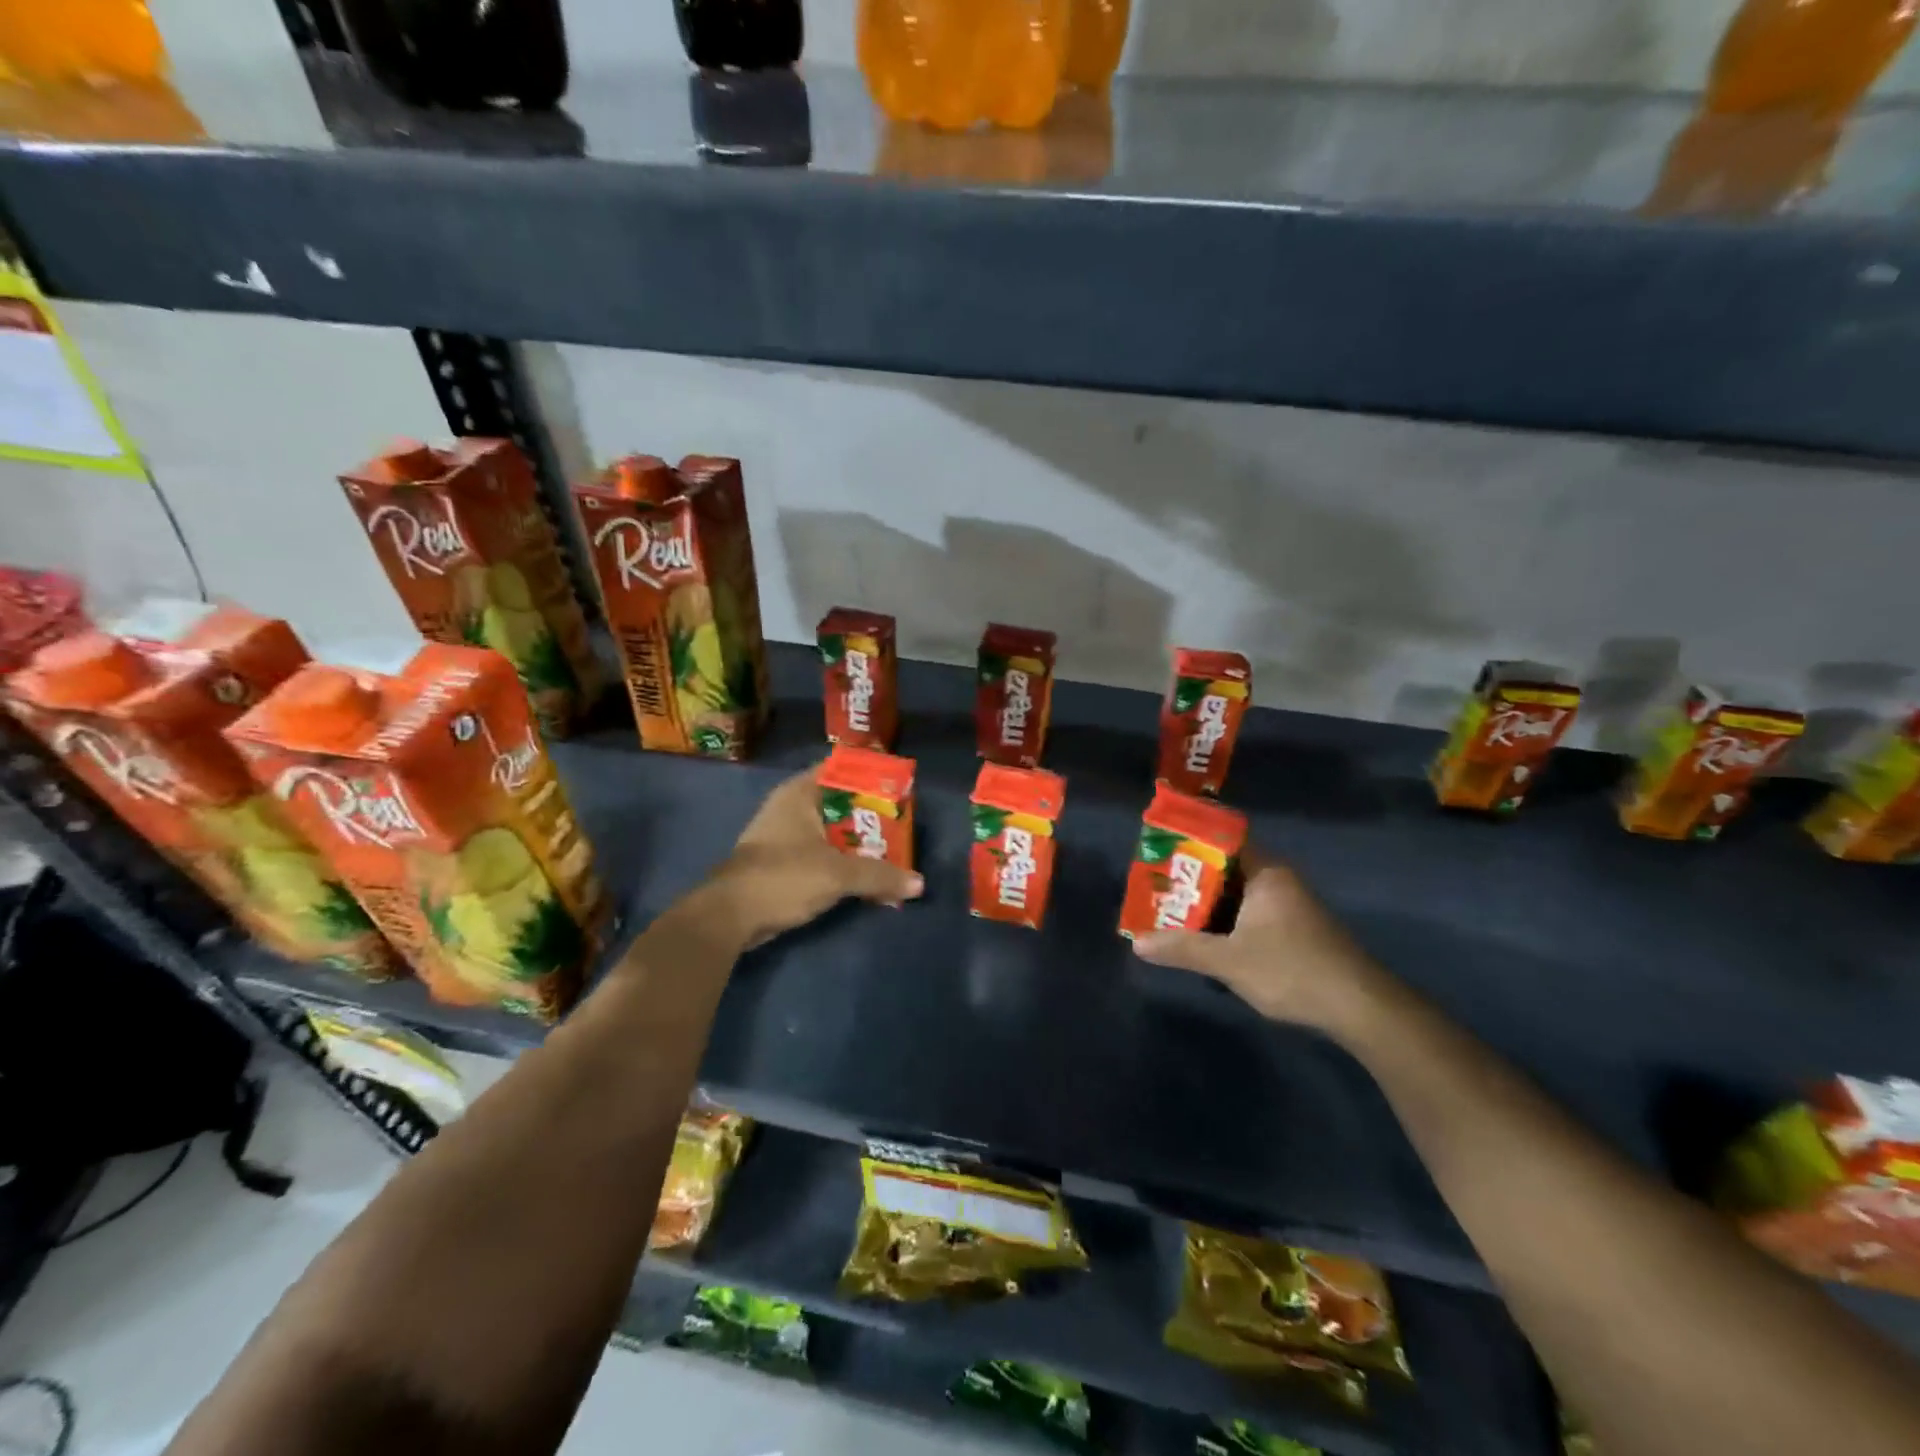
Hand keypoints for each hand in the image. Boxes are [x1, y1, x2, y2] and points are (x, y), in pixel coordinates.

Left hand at [705, 764, 924, 949]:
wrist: (730, 917)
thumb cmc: (783, 877)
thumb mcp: (838, 874)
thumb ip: (879, 875)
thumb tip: (919, 884)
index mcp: (801, 793)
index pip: (841, 768)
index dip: (871, 773)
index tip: (899, 785)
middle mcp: (792, 807)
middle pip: (841, 802)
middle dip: (872, 815)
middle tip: (905, 824)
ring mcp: (786, 836)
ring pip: (833, 831)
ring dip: (860, 843)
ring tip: (895, 852)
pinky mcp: (784, 863)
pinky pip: (824, 854)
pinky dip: (845, 862)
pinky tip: (868, 877)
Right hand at [1131, 847, 1387, 1032]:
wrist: (1360, 1009)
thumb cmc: (1292, 970)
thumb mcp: (1228, 961)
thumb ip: (1182, 948)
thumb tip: (1137, 943)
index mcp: (1266, 873)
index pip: (1223, 840)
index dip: (1189, 843)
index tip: (1159, 852)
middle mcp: (1278, 881)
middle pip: (1226, 870)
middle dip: (1190, 881)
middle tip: (1155, 888)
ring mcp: (1289, 907)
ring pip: (1237, 896)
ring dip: (1207, 906)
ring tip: (1169, 913)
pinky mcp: (1294, 932)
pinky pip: (1250, 915)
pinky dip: (1226, 923)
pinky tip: (1205, 940)